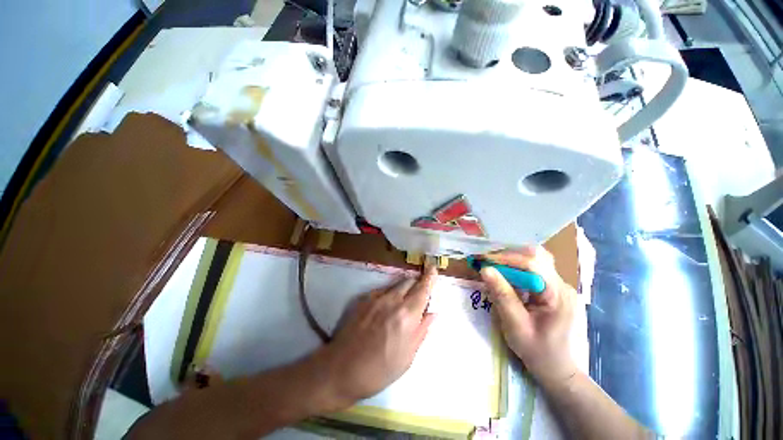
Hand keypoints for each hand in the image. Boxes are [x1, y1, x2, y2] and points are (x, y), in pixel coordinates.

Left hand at [317, 266, 437, 408]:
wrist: (341, 369)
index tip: (433, 268)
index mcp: (407, 315)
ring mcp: (376, 298)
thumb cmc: (379, 370)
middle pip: (409, 282)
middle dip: (417, 282)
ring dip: (404, 287)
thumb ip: (422, 331)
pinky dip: (389, 294)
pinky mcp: (363, 300)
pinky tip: (386, 308)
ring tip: (404, 300)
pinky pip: (382, 291)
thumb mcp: (407, 357)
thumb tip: (432, 314)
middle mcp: (392, 301)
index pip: (422, 290)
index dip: (430, 278)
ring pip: (395, 284)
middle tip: (421, 290)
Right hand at [479, 247, 577, 387]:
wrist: (562, 373)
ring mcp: (561, 287)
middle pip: (537, 257)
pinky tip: (507, 280)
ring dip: (512, 262)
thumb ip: (502, 296)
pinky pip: (535, 273)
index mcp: (559, 294)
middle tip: (489, 263)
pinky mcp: (555, 291)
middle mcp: (563, 285)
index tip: (484, 261)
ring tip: (495, 269)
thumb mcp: (516, 326)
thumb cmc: (539, 353)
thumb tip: (485, 270)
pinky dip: (517, 272)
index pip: (533, 264)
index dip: (506, 259)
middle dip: (509, 256)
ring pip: (535, 262)